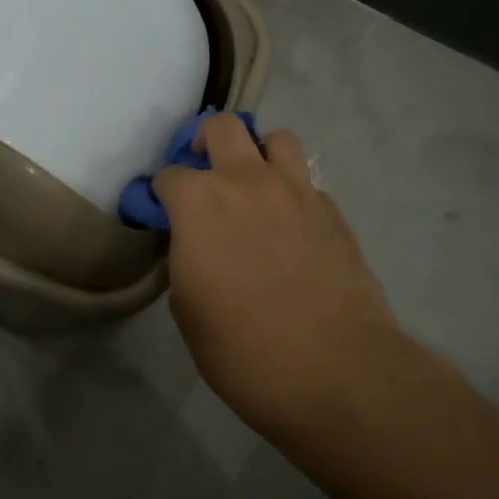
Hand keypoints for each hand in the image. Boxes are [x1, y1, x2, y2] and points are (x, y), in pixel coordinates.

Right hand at [156, 115, 399, 432]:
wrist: (336, 371)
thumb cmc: (244, 349)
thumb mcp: (188, 309)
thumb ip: (187, 258)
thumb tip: (197, 244)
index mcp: (202, 203)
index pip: (170, 175)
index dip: (162, 194)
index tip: (164, 213)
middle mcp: (248, 181)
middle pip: (224, 127)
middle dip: (206, 142)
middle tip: (205, 172)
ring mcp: (297, 191)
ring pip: (277, 139)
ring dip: (260, 154)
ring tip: (256, 186)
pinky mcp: (334, 212)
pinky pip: (307, 183)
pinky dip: (293, 194)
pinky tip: (292, 229)